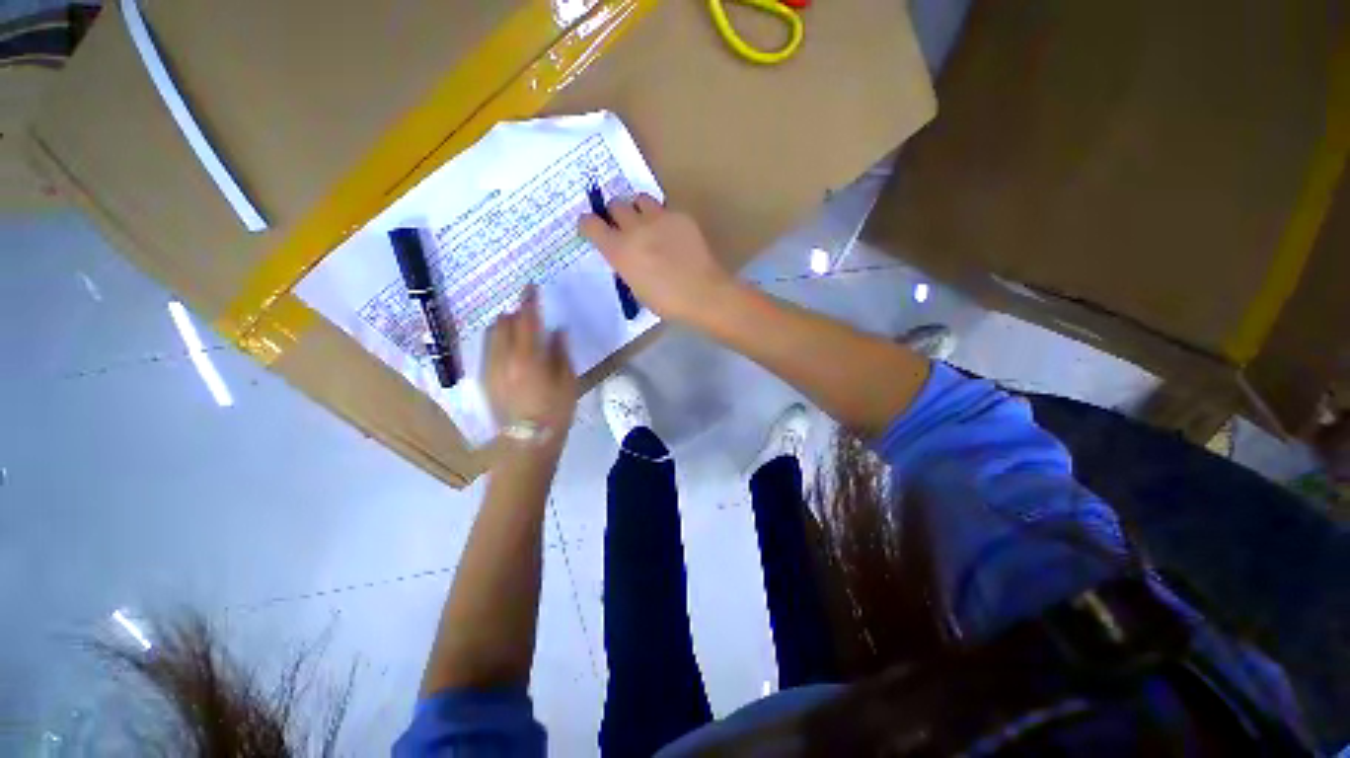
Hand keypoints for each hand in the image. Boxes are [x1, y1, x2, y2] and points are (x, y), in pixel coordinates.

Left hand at [483, 286, 576, 445]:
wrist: (527, 444)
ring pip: (491, 335)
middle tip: (530, 313)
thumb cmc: (555, 413)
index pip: (527, 320)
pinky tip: (511, 349)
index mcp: (528, 358)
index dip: (529, 301)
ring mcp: (490, 368)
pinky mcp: (485, 379)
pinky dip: (498, 340)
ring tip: (519, 329)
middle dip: (516, 312)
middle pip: (504, 323)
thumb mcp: (567, 382)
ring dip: (505, 325)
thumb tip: (557, 330)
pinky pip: (488, 349)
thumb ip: (560, 352)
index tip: (531, 286)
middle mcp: (503, 358)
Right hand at [579, 194, 735, 323]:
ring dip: (638, 210)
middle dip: (616, 215)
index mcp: (619, 251)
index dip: (588, 224)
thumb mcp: (636, 288)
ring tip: (648, 224)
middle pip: (615, 205)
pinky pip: (665, 209)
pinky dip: (663, 219)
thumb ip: (625, 265)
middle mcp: (635, 228)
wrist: (703, 293)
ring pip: (639, 199)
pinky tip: (673, 235)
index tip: (591, 228)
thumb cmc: (667, 301)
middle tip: (624, 228)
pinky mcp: (680, 216)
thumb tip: (626, 255)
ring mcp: (659, 218)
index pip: (590, 224)